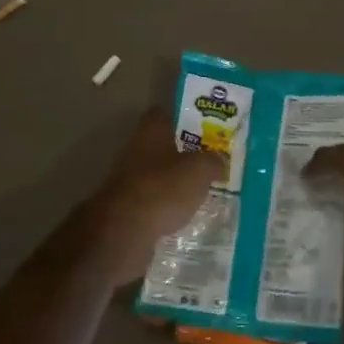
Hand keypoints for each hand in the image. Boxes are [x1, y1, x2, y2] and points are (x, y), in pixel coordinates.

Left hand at [86, 109, 224, 248]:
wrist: (124, 229)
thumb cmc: (164, 187)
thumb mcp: (200, 170)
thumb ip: (213, 162)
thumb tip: (218, 162)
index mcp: (151, 131)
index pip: (165, 113)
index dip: (184, 118)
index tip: (205, 127)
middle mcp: (136, 149)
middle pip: (163, 145)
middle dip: (185, 153)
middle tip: (210, 162)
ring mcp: (127, 178)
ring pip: (158, 173)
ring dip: (175, 181)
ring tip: (202, 191)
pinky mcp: (126, 206)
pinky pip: (152, 199)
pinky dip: (166, 205)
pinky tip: (185, 215)